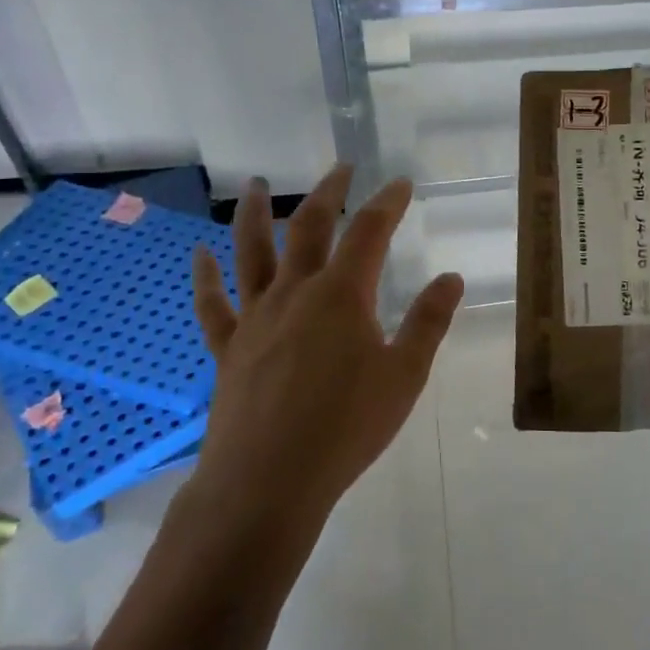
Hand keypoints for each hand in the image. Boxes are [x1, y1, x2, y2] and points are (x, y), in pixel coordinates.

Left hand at [184, 165, 463, 545]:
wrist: (269, 481)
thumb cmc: (347, 427)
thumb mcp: (405, 376)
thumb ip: (429, 322)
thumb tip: (451, 278)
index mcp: (342, 295)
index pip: (369, 232)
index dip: (387, 203)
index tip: (400, 183)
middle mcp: (295, 293)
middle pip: (309, 227)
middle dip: (328, 193)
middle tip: (340, 169)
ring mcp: (255, 318)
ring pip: (251, 252)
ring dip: (255, 214)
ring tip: (256, 185)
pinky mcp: (228, 348)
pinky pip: (212, 304)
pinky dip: (205, 277)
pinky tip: (199, 255)